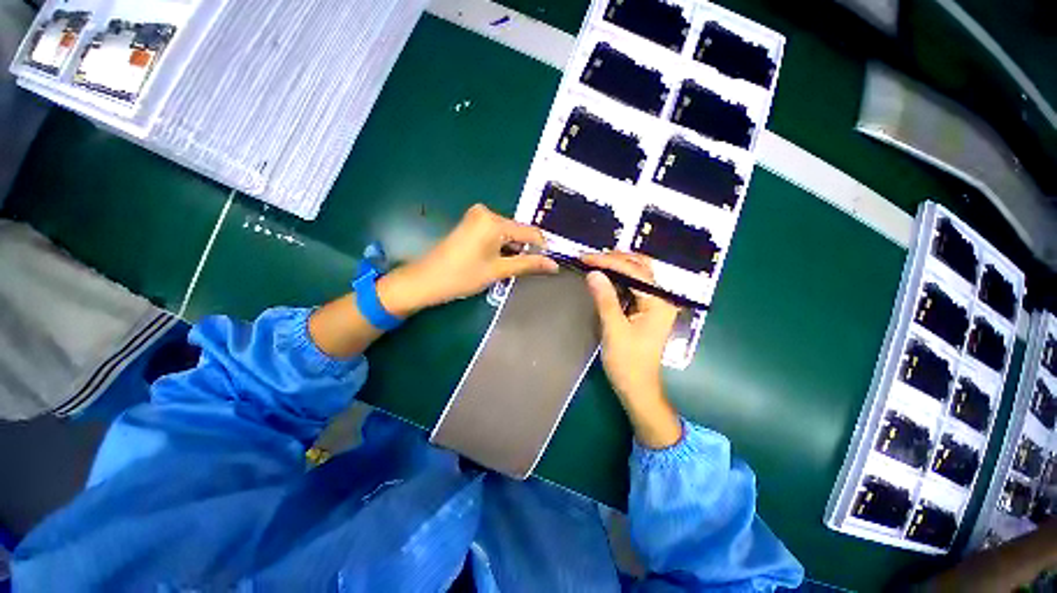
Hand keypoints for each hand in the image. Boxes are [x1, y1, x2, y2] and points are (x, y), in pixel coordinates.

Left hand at [377, 204, 558, 315]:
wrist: (426, 280)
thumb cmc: (463, 276)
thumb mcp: (499, 271)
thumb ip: (528, 264)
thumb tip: (554, 265)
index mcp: (493, 221)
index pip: (529, 231)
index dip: (543, 247)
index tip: (552, 262)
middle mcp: (486, 212)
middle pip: (517, 231)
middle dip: (526, 249)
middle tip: (530, 270)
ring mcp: (476, 217)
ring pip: (507, 233)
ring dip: (513, 250)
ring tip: (512, 268)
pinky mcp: (471, 223)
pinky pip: (495, 233)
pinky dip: (502, 247)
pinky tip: (499, 261)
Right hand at [583, 252, 681, 448]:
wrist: (638, 389)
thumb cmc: (627, 363)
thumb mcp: (614, 330)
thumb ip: (605, 300)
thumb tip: (593, 273)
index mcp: (658, 303)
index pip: (634, 272)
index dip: (608, 262)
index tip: (585, 258)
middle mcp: (662, 299)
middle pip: (641, 268)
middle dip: (616, 259)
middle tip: (591, 258)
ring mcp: (656, 304)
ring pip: (638, 275)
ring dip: (618, 267)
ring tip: (595, 263)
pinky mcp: (647, 311)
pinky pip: (634, 287)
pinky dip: (619, 279)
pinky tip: (605, 278)